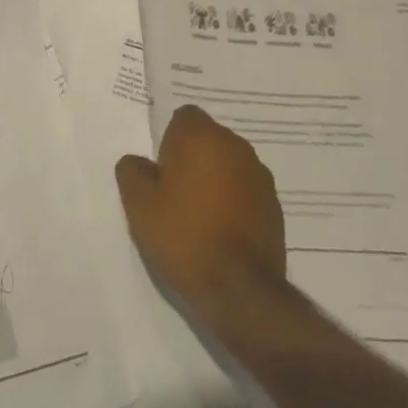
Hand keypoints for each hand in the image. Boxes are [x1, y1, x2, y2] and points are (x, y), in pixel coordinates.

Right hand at [116, 105, 286, 328]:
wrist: (240, 290)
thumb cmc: (184, 236)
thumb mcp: (139, 205)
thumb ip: (132, 172)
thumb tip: (139, 163)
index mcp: (202, 137)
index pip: (184, 117)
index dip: (170, 140)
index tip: (162, 171)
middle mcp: (236, 146)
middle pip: (208, 139)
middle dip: (192, 158)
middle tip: (175, 194)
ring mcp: (260, 175)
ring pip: (228, 164)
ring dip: (215, 179)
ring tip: (199, 216)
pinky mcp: (275, 205)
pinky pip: (246, 190)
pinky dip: (234, 201)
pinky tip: (221, 232)